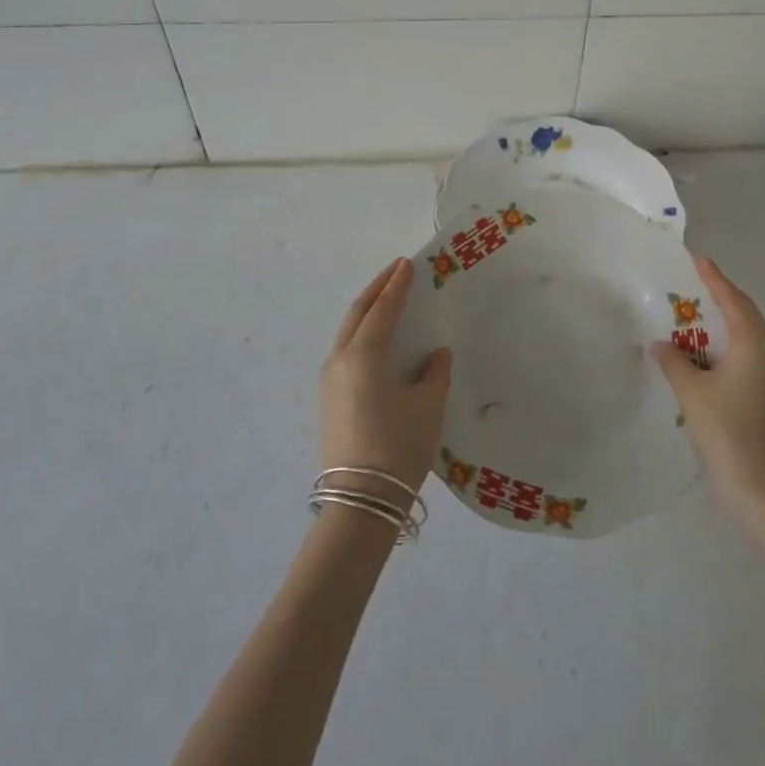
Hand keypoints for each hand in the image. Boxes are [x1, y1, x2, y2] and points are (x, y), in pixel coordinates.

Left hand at [319, 258, 452, 498]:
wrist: (361, 501)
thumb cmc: (398, 446)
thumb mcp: (427, 405)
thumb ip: (434, 373)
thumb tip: (435, 355)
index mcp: (364, 354)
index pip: (383, 308)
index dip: (397, 285)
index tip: (407, 264)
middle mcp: (340, 359)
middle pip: (358, 313)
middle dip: (377, 289)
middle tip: (396, 271)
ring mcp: (329, 380)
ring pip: (348, 331)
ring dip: (367, 310)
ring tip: (387, 299)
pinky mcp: (329, 399)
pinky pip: (345, 350)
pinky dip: (361, 332)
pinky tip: (376, 339)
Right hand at [653, 257, 764, 516]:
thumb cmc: (728, 432)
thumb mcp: (692, 393)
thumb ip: (674, 362)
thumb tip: (661, 344)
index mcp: (755, 343)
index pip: (733, 299)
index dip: (714, 278)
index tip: (698, 259)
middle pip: (746, 314)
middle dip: (721, 298)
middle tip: (693, 286)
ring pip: (751, 335)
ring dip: (727, 323)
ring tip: (698, 318)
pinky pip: (753, 354)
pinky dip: (732, 345)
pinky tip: (711, 356)